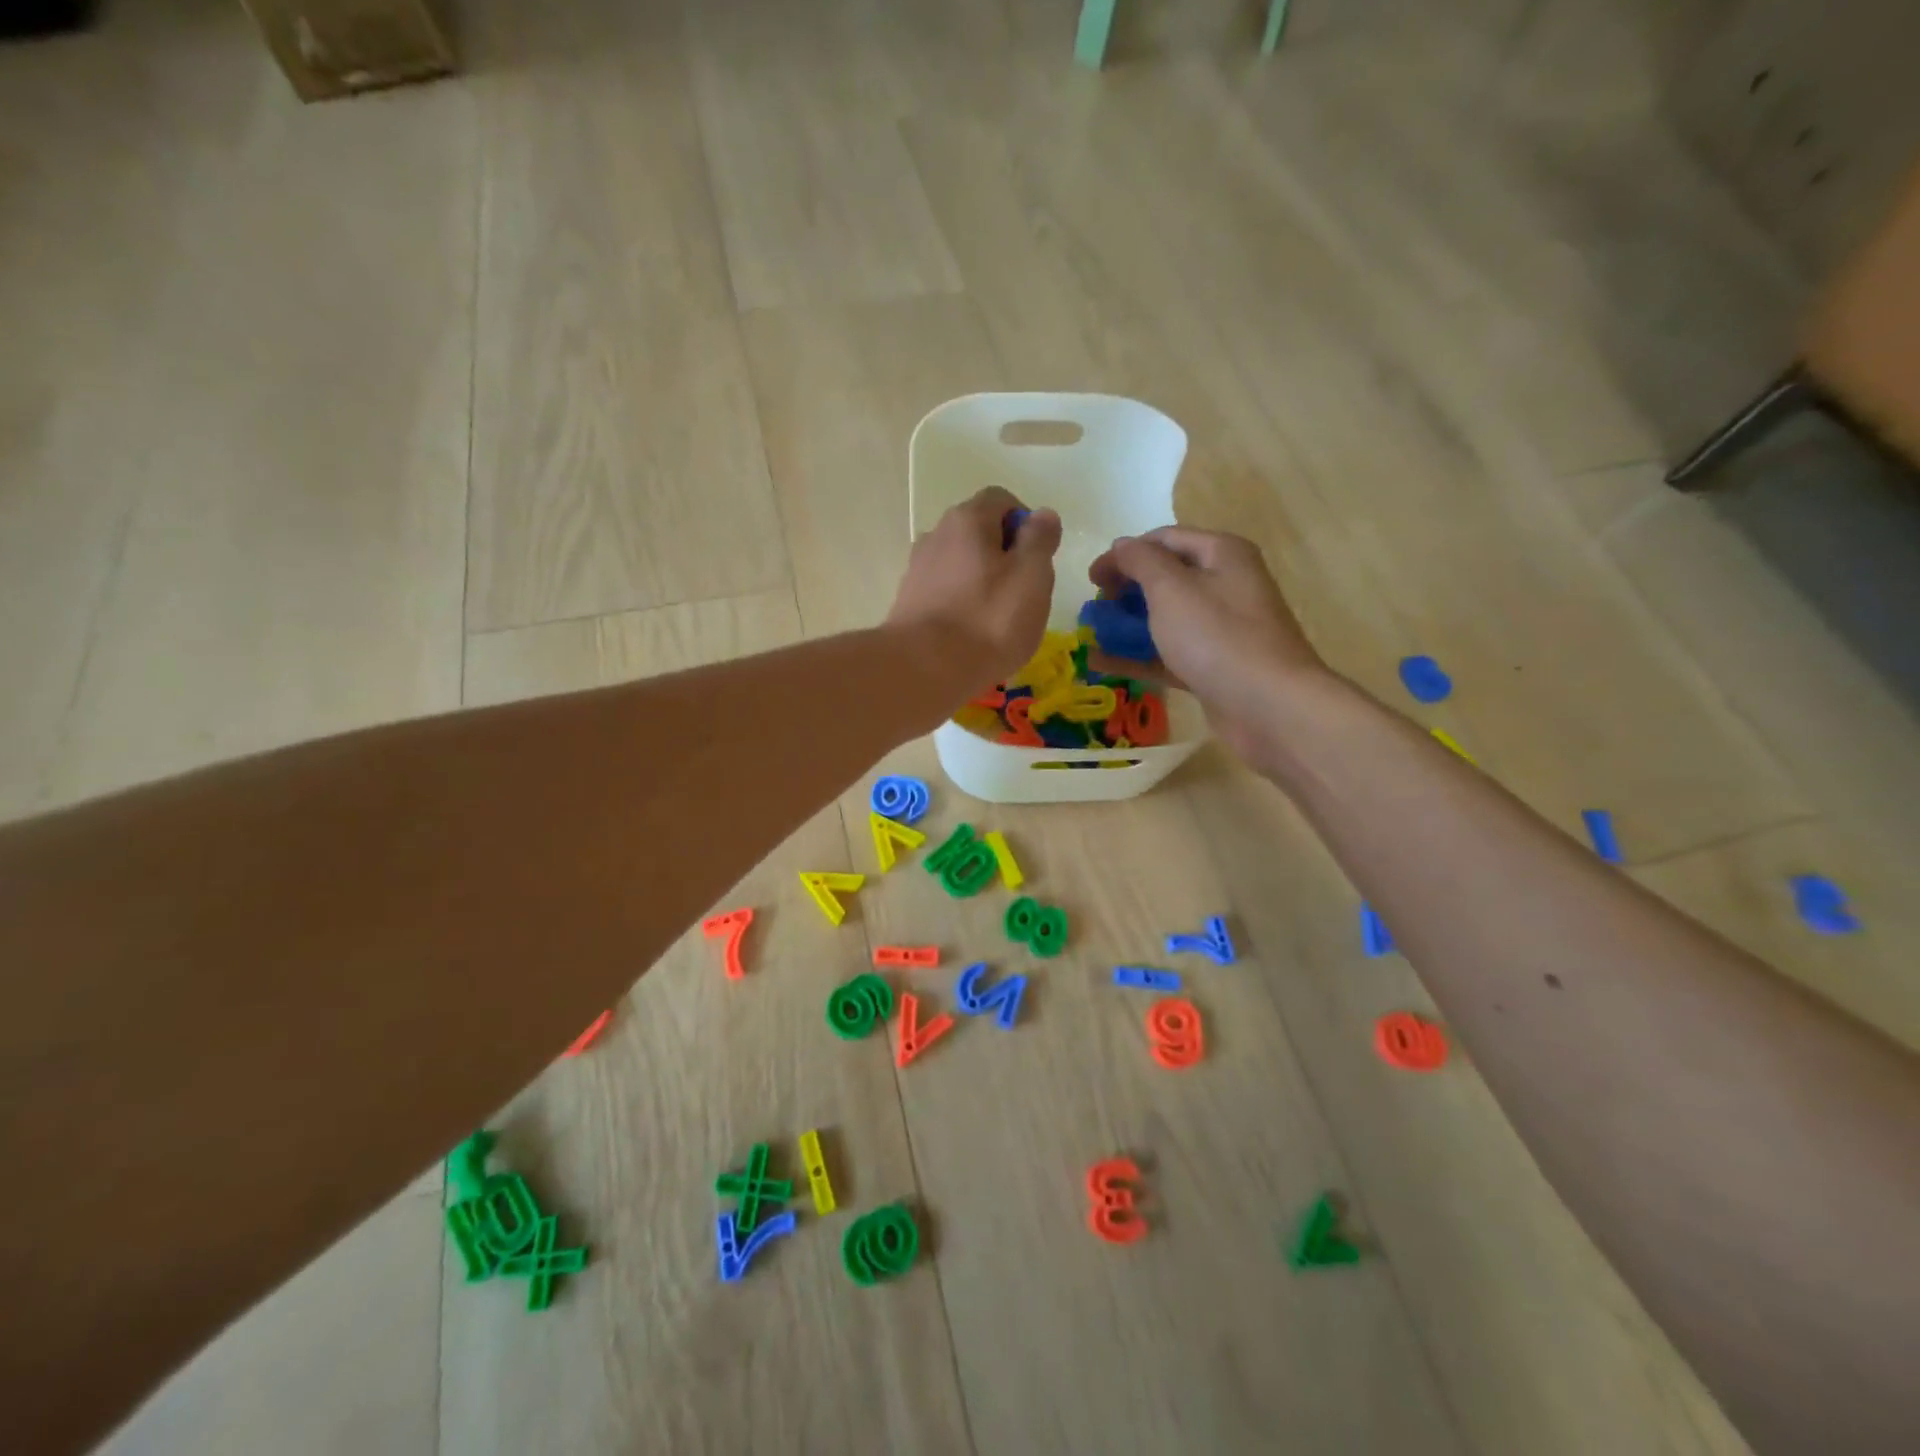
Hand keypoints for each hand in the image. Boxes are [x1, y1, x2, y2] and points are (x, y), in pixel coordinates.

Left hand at [887, 487, 1062, 691]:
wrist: (924, 669)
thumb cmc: (988, 620)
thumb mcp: (1032, 577)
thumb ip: (1040, 540)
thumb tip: (1042, 515)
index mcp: (967, 519)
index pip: (1001, 500)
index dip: (1026, 523)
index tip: (1038, 559)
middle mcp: (935, 534)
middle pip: (978, 532)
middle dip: (1004, 554)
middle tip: (1023, 593)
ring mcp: (917, 569)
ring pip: (960, 564)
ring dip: (982, 581)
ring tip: (997, 619)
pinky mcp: (907, 602)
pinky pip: (944, 592)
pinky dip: (961, 603)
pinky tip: (971, 634)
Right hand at [1087, 528, 1326, 757]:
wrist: (1269, 706)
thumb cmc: (1217, 637)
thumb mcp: (1171, 588)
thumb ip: (1140, 561)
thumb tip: (1122, 545)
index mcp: (1221, 554)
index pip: (1163, 539)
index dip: (1124, 554)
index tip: (1091, 578)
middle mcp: (1225, 584)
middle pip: (1165, 577)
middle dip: (1126, 590)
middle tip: (1095, 608)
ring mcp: (1221, 628)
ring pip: (1166, 617)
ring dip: (1128, 623)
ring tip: (1092, 634)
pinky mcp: (1214, 665)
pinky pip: (1169, 652)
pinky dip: (1138, 655)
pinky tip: (1102, 662)